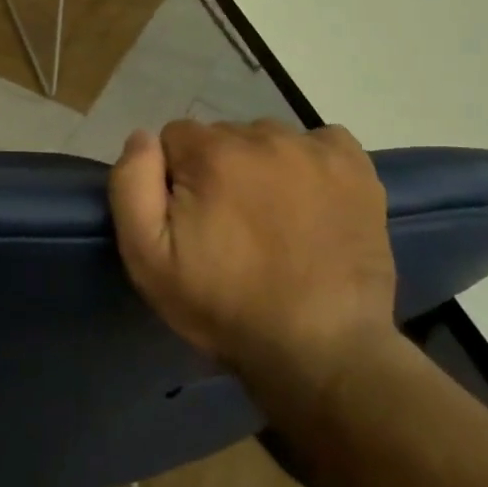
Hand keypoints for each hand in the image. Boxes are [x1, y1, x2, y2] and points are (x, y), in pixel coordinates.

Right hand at [108, 119, 399, 395]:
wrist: (322, 350)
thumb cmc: (224, 306)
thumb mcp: (147, 258)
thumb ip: (131, 185)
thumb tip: (142, 137)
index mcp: (212, 153)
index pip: (174, 137)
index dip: (174, 178)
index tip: (190, 220)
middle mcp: (265, 137)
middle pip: (222, 136)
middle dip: (217, 169)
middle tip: (229, 226)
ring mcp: (316, 150)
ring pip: (267, 140)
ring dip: (261, 167)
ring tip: (272, 219)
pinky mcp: (357, 168)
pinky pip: (319, 142)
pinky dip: (309, 163)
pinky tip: (310, 202)